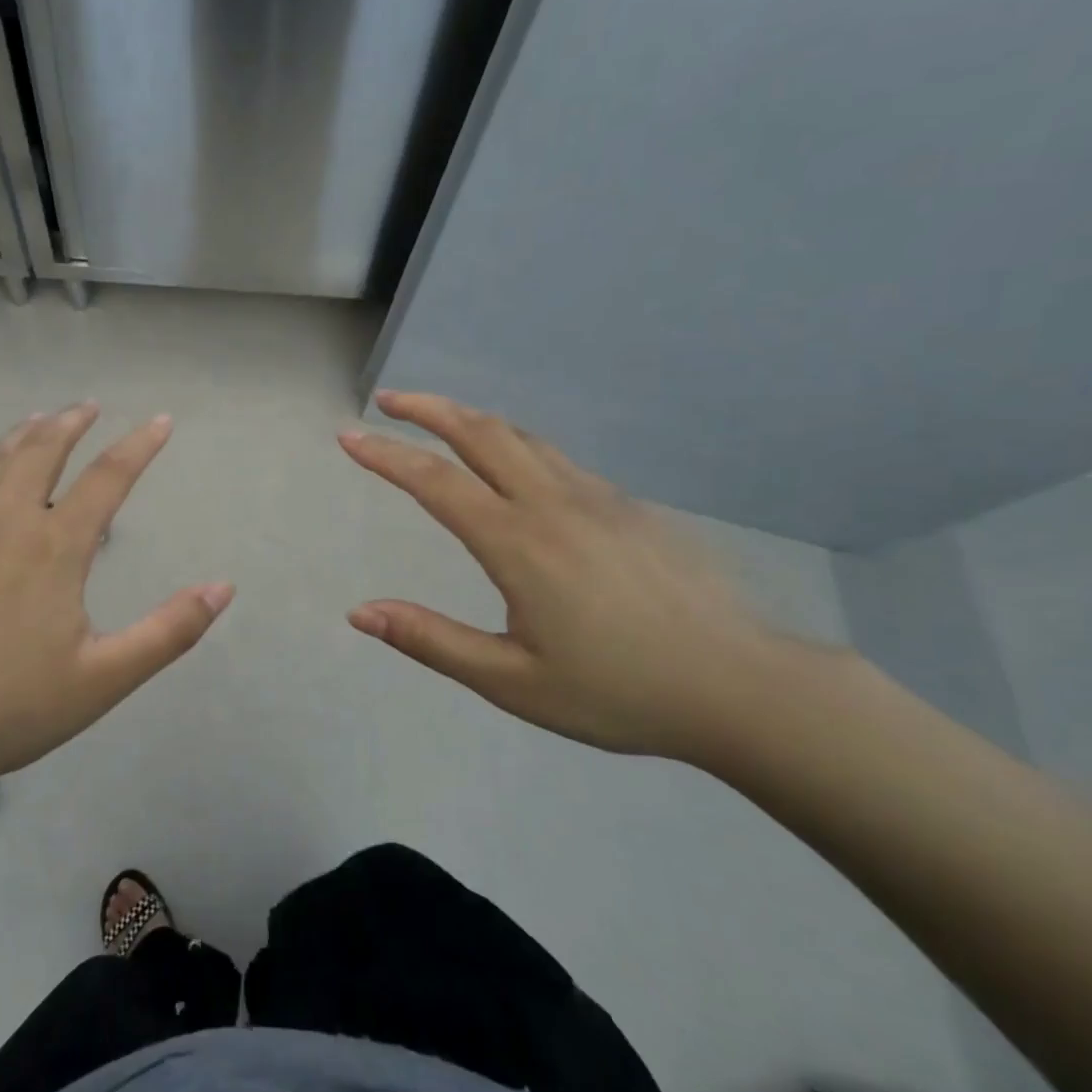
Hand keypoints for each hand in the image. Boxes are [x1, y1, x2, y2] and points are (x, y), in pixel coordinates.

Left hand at [0, 403, 232, 801]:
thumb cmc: (13, 707)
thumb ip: (170, 630)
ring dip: (17, 437)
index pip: (109, 477)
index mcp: (55, 547)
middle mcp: (4, 521)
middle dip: (70, 424)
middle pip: (41, 452)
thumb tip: (223, 587)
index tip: (161, 422)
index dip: (140, 445)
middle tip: (87, 407)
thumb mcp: (106, 678)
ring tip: (35, 421)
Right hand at [339, 391, 795, 758]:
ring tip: (437, 420)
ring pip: (521, 437)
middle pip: (480, 432)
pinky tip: (510, 466)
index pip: (434, 481)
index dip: (385, 454)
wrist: (742, 687)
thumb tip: (360, 612)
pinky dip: (513, 443)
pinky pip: (556, 458)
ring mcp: (597, 497)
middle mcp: (553, 503)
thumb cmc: (619, 692)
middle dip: (427, 408)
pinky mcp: (629, 506)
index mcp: (518, 543)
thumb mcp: (512, 682)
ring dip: (470, 419)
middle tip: (387, 399)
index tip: (349, 436)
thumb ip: (431, 641)